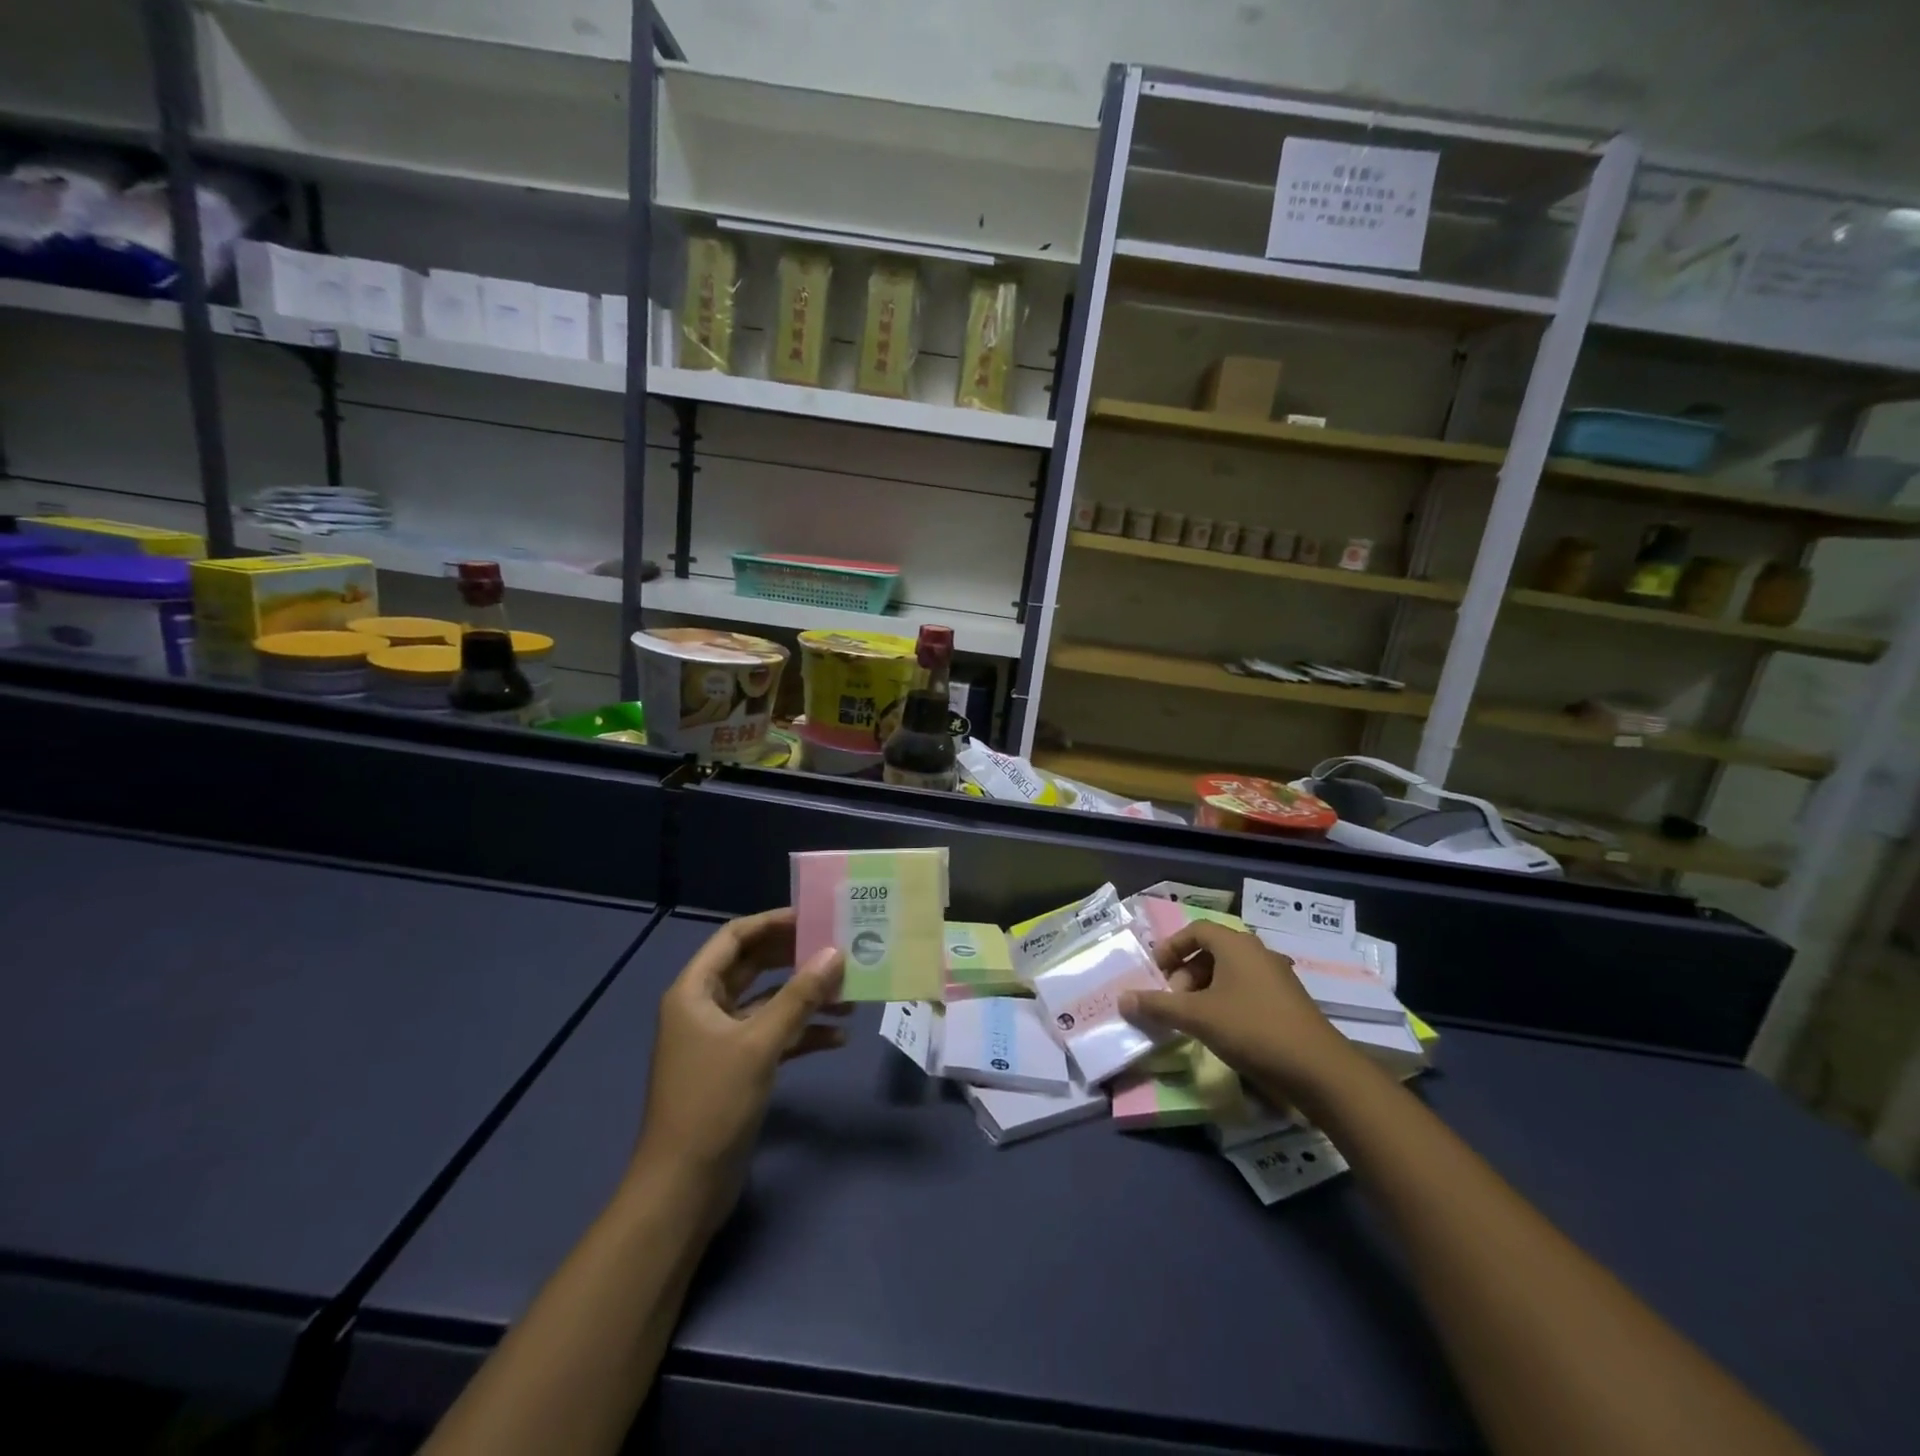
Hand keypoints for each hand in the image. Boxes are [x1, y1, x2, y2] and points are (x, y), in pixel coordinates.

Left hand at [635, 909, 845, 1201]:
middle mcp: (705, 1008)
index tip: (814, 918)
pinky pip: (773, 1036)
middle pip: (755, 967)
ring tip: (850, 995)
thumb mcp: (759, 1044)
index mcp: (695, 991)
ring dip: (805, 999)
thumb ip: (799, 996)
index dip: (772, 923)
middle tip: (838, 949)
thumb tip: (836, 953)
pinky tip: (837, 1038)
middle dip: (796, 960)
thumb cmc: (712, 1102)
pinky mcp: (737, 1068)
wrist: (684, 1187)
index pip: (735, 938)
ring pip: (769, 1003)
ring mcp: (721, 1039)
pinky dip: (802, 1033)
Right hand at [1119, 920, 1358, 1102]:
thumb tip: (1122, 1000)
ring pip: (1229, 973)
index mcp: (1236, 945)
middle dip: (1186, 974)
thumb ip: (1157, 1006)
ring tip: (1194, 1019)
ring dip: (1205, 990)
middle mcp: (1258, 953)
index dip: (1171, 948)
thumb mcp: (1197, 1017)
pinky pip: (1247, 990)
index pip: (1196, 930)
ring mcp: (1277, 977)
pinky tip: (1222, 1031)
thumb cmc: (1252, 1029)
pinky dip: (1226, 1002)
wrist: (1319, 1070)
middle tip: (1174, 1002)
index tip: (1156, 973)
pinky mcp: (1288, 1002)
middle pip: (1211, 951)